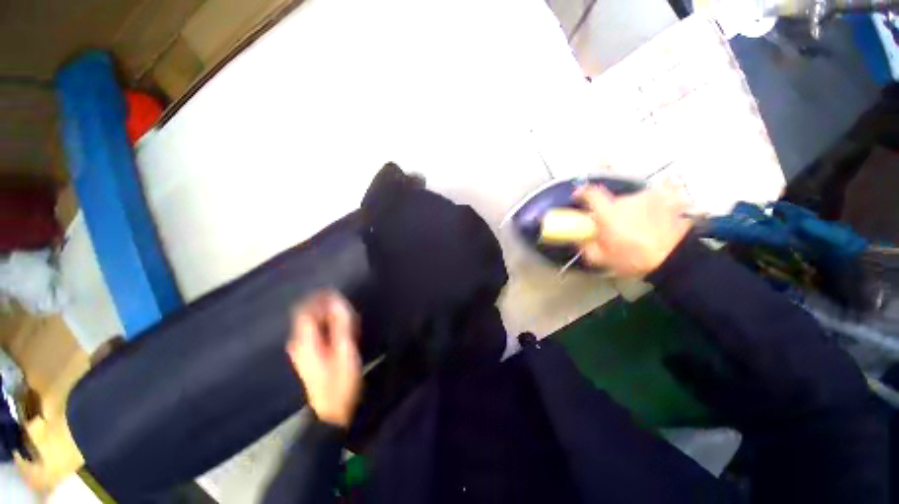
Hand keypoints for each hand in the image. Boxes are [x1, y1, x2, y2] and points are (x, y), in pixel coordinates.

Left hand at [287, 291, 361, 427]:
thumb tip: (337, 301)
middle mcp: (299, 342)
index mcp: (305, 340)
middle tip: (347, 310)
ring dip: (330, 317)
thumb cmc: (340, 380)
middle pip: (309, 315)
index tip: (336, 292)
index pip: (305, 309)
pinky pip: (317, 332)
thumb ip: (340, 324)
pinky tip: (343, 332)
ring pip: (314, 323)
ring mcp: (302, 350)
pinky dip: (329, 326)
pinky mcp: (309, 355)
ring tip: (349, 321)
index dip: (319, 297)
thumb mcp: (344, 349)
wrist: (332, 411)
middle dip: (327, 307)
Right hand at [574, 185, 692, 276]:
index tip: (578, 198)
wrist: (676, 259)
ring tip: (636, 229)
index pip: (591, 193)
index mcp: (609, 212)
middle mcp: (627, 199)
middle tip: (613, 228)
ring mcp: (649, 198)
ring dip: (629, 212)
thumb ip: (585, 246)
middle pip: (612, 201)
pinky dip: (647, 212)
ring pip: (632, 203)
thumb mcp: (602, 259)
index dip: (582, 193)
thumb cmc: (634, 259)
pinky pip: (649, 204)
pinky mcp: (667, 200)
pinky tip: (652, 225)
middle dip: (610, 212)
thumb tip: (579, 238)